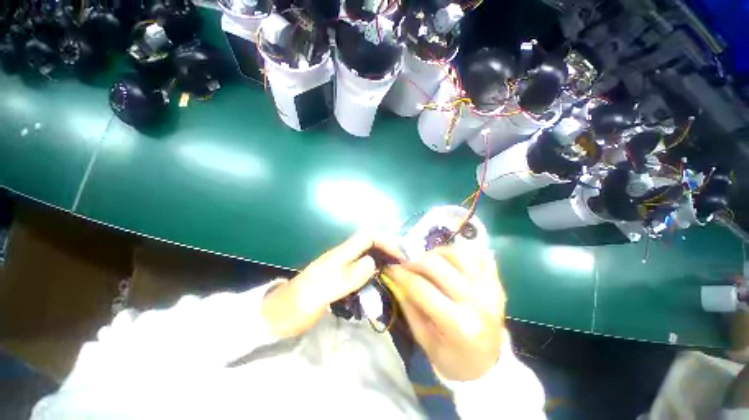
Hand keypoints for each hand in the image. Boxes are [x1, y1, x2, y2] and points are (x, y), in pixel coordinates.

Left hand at [262, 232, 402, 337]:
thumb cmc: (292, 309)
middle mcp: (339, 256)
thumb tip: (372, 262)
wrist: (272, 318)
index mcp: (336, 256)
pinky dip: (374, 269)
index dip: (385, 241)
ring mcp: (338, 265)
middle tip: (402, 266)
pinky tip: (380, 280)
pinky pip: (361, 266)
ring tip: (396, 272)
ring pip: (366, 253)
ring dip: (382, 258)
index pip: (366, 236)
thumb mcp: (316, 296)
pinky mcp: (338, 276)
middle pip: (368, 242)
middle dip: (387, 249)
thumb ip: (344, 279)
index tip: (399, 257)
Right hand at [383, 247, 504, 380]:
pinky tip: (449, 261)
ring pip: (457, 254)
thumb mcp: (424, 339)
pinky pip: (478, 256)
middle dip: (415, 261)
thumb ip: (408, 306)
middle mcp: (476, 302)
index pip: (421, 287)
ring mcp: (490, 289)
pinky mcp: (496, 283)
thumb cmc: (452, 357)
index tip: (390, 268)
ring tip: (427, 262)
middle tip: (406, 266)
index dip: (401, 274)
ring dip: (436, 253)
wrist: (488, 365)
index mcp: (457, 324)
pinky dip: (460, 253)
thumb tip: (395, 279)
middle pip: (437, 265)